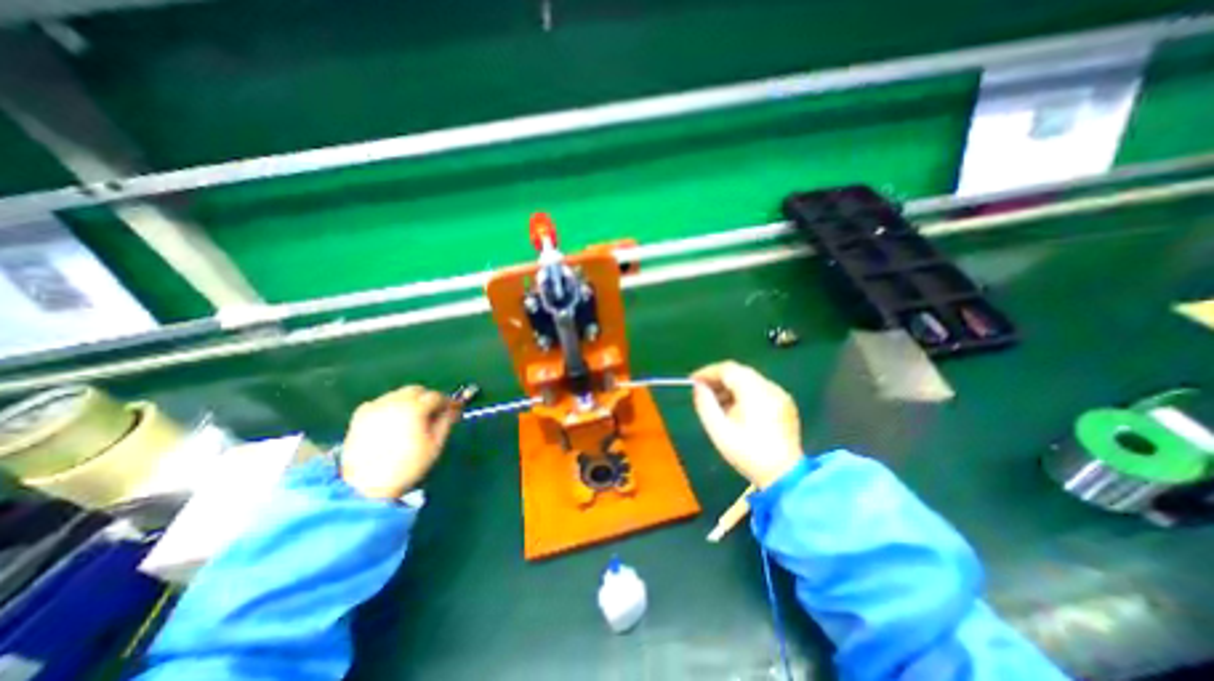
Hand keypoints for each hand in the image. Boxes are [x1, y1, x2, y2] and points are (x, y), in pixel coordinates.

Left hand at [336, 382, 458, 499]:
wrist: (365, 485)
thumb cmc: (407, 465)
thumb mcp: (435, 444)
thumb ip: (446, 421)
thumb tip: (455, 409)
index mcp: (414, 408)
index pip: (436, 396)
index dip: (446, 402)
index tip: (452, 410)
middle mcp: (394, 401)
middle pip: (416, 390)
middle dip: (427, 398)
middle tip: (432, 414)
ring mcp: (375, 406)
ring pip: (399, 394)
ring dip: (409, 401)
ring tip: (412, 419)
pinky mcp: (360, 414)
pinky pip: (381, 402)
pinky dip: (391, 406)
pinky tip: (392, 421)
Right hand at [693, 363, 804, 489]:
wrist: (784, 476)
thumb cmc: (748, 453)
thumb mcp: (719, 430)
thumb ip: (705, 404)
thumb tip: (698, 387)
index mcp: (755, 392)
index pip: (728, 369)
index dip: (708, 372)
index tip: (692, 381)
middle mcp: (770, 388)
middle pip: (739, 372)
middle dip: (718, 378)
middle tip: (702, 390)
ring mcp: (780, 395)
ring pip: (749, 379)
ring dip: (730, 386)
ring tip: (715, 402)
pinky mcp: (785, 404)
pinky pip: (759, 389)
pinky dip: (743, 393)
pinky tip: (734, 409)